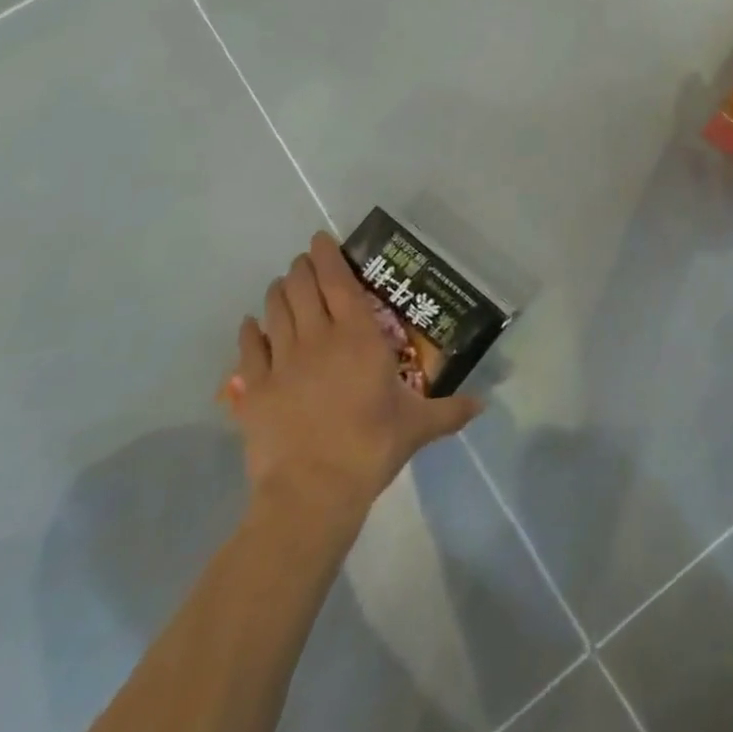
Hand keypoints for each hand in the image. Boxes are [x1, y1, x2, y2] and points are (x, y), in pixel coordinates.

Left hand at [222, 233, 481, 518]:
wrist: (312, 491)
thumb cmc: (370, 446)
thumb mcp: (418, 426)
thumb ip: (451, 410)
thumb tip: (484, 404)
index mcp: (358, 336)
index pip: (339, 282)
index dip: (328, 257)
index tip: (321, 240)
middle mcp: (318, 338)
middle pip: (303, 288)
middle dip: (302, 268)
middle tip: (305, 262)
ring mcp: (282, 362)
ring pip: (275, 311)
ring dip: (279, 292)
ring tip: (283, 285)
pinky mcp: (254, 390)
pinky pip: (248, 349)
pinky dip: (249, 332)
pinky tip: (250, 324)